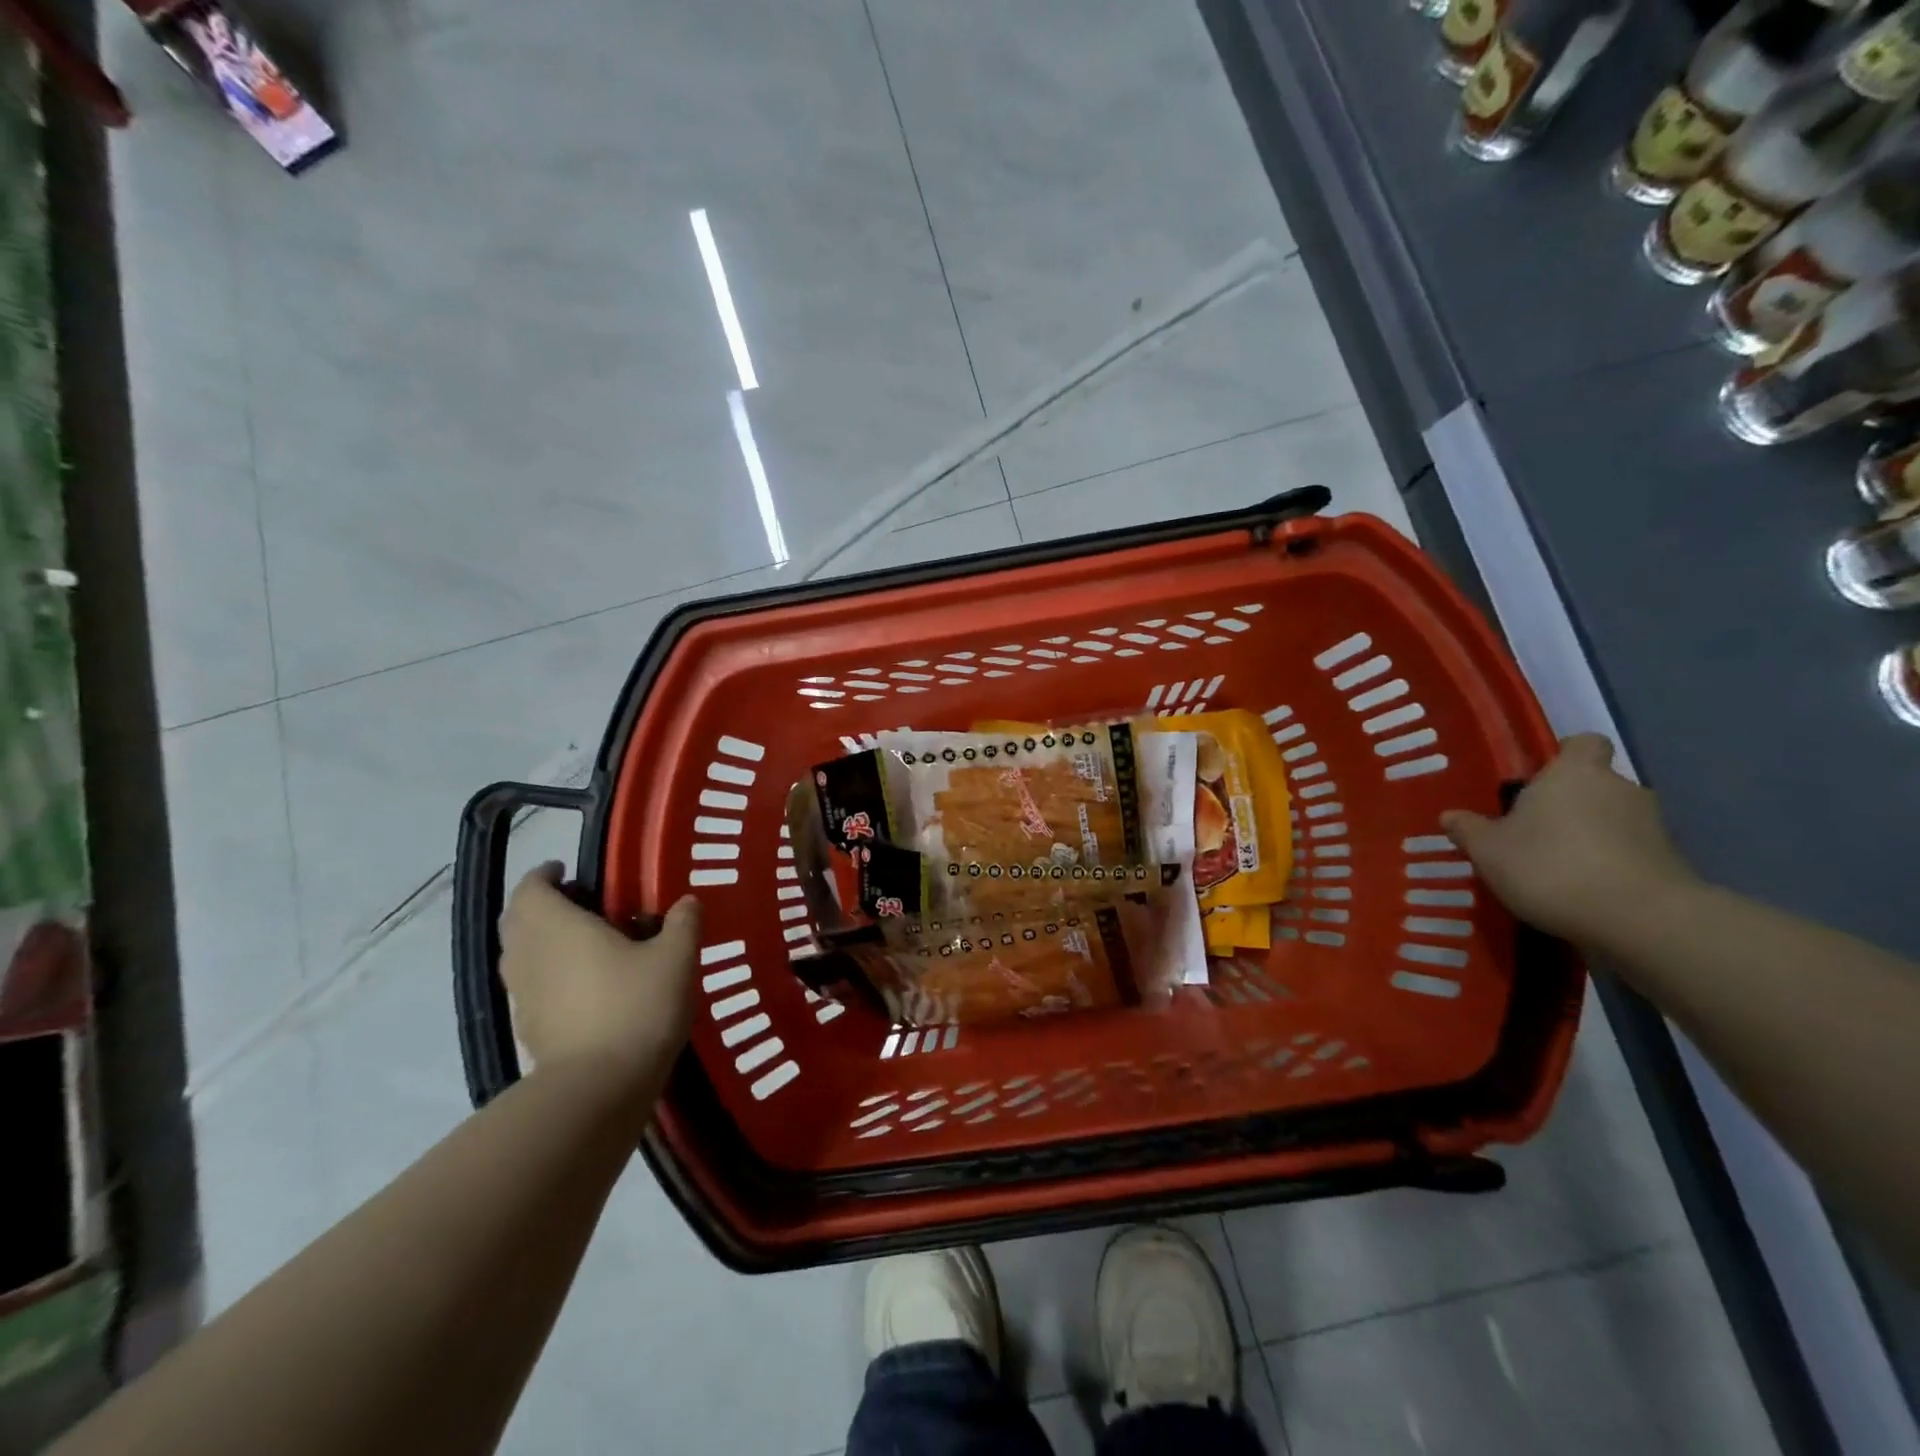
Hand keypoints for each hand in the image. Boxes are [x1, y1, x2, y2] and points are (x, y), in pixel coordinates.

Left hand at [499, 866, 701, 1085]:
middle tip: (580, 904)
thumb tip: (687, 901)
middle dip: (541, 907)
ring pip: (521, 956)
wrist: (600, 1088)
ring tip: (584, 944)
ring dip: (542, 942)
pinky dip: (548, 977)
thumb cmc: (636, 1006)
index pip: (531, 889)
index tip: (566, 871)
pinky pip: (531, 988)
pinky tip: (585, 988)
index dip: (544, 875)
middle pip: (518, 921)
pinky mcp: (529, 1030)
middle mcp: (529, 956)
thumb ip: (683, 922)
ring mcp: (524, 996)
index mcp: (557, 927)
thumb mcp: (676, 957)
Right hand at [1440, 734, 1698, 944]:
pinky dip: (1611, 865)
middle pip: (1597, 784)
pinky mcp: (1671, 863)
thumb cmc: (1551, 866)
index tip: (1540, 778)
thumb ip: (1470, 830)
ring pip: (1614, 820)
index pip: (1582, 743)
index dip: (1565, 756)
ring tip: (1559, 867)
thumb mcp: (1489, 851)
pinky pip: (1631, 853)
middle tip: (1536, 831)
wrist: (1640, 920)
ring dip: (1592, 836)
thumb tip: (1450, 816)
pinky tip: (1585, 891)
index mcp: (1575, 773)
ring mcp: (1653, 826)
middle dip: (1571, 803)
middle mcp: (1619, 789)